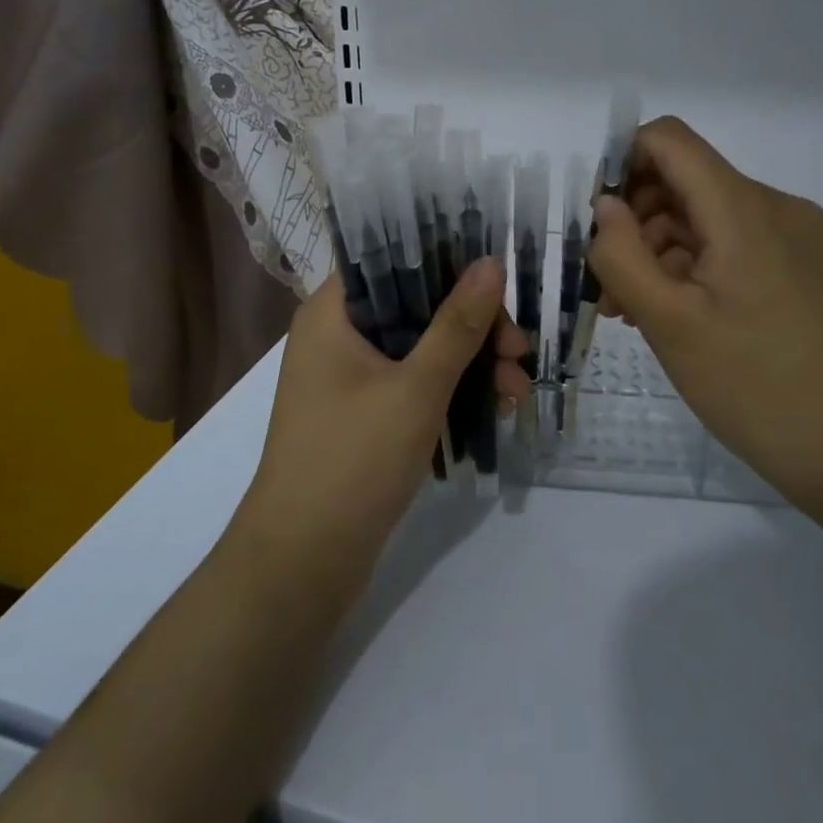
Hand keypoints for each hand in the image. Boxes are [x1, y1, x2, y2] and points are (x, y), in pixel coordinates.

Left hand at [231, 258, 531, 595]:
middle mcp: (338, 336)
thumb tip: (491, 263)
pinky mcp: (365, 415)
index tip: (497, 282)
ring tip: (516, 392)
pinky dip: (452, 391)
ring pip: (422, 349)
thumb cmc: (353, 460)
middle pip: (416, 307)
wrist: (304, 562)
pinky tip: (495, 408)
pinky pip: (416, 384)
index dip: (447, 263)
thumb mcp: (416, 388)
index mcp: (332, 312)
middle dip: (474, 327)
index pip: (392, 260)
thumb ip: (457, 325)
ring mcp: (350, 378)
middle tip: (519, 352)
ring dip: (472, 363)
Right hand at [587, 117, 822, 504]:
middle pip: (685, 180)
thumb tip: (605, 206)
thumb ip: (622, 254)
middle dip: (635, 220)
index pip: (669, 140)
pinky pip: (730, 244)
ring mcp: (792, 237)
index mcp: (744, 208)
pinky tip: (671, 314)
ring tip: (634, 311)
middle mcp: (773, 206)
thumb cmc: (752, 384)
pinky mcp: (799, 266)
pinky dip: (691, 266)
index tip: (597, 221)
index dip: (622, 163)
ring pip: (703, 216)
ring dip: (658, 250)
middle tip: (609, 284)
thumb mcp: (668, 321)